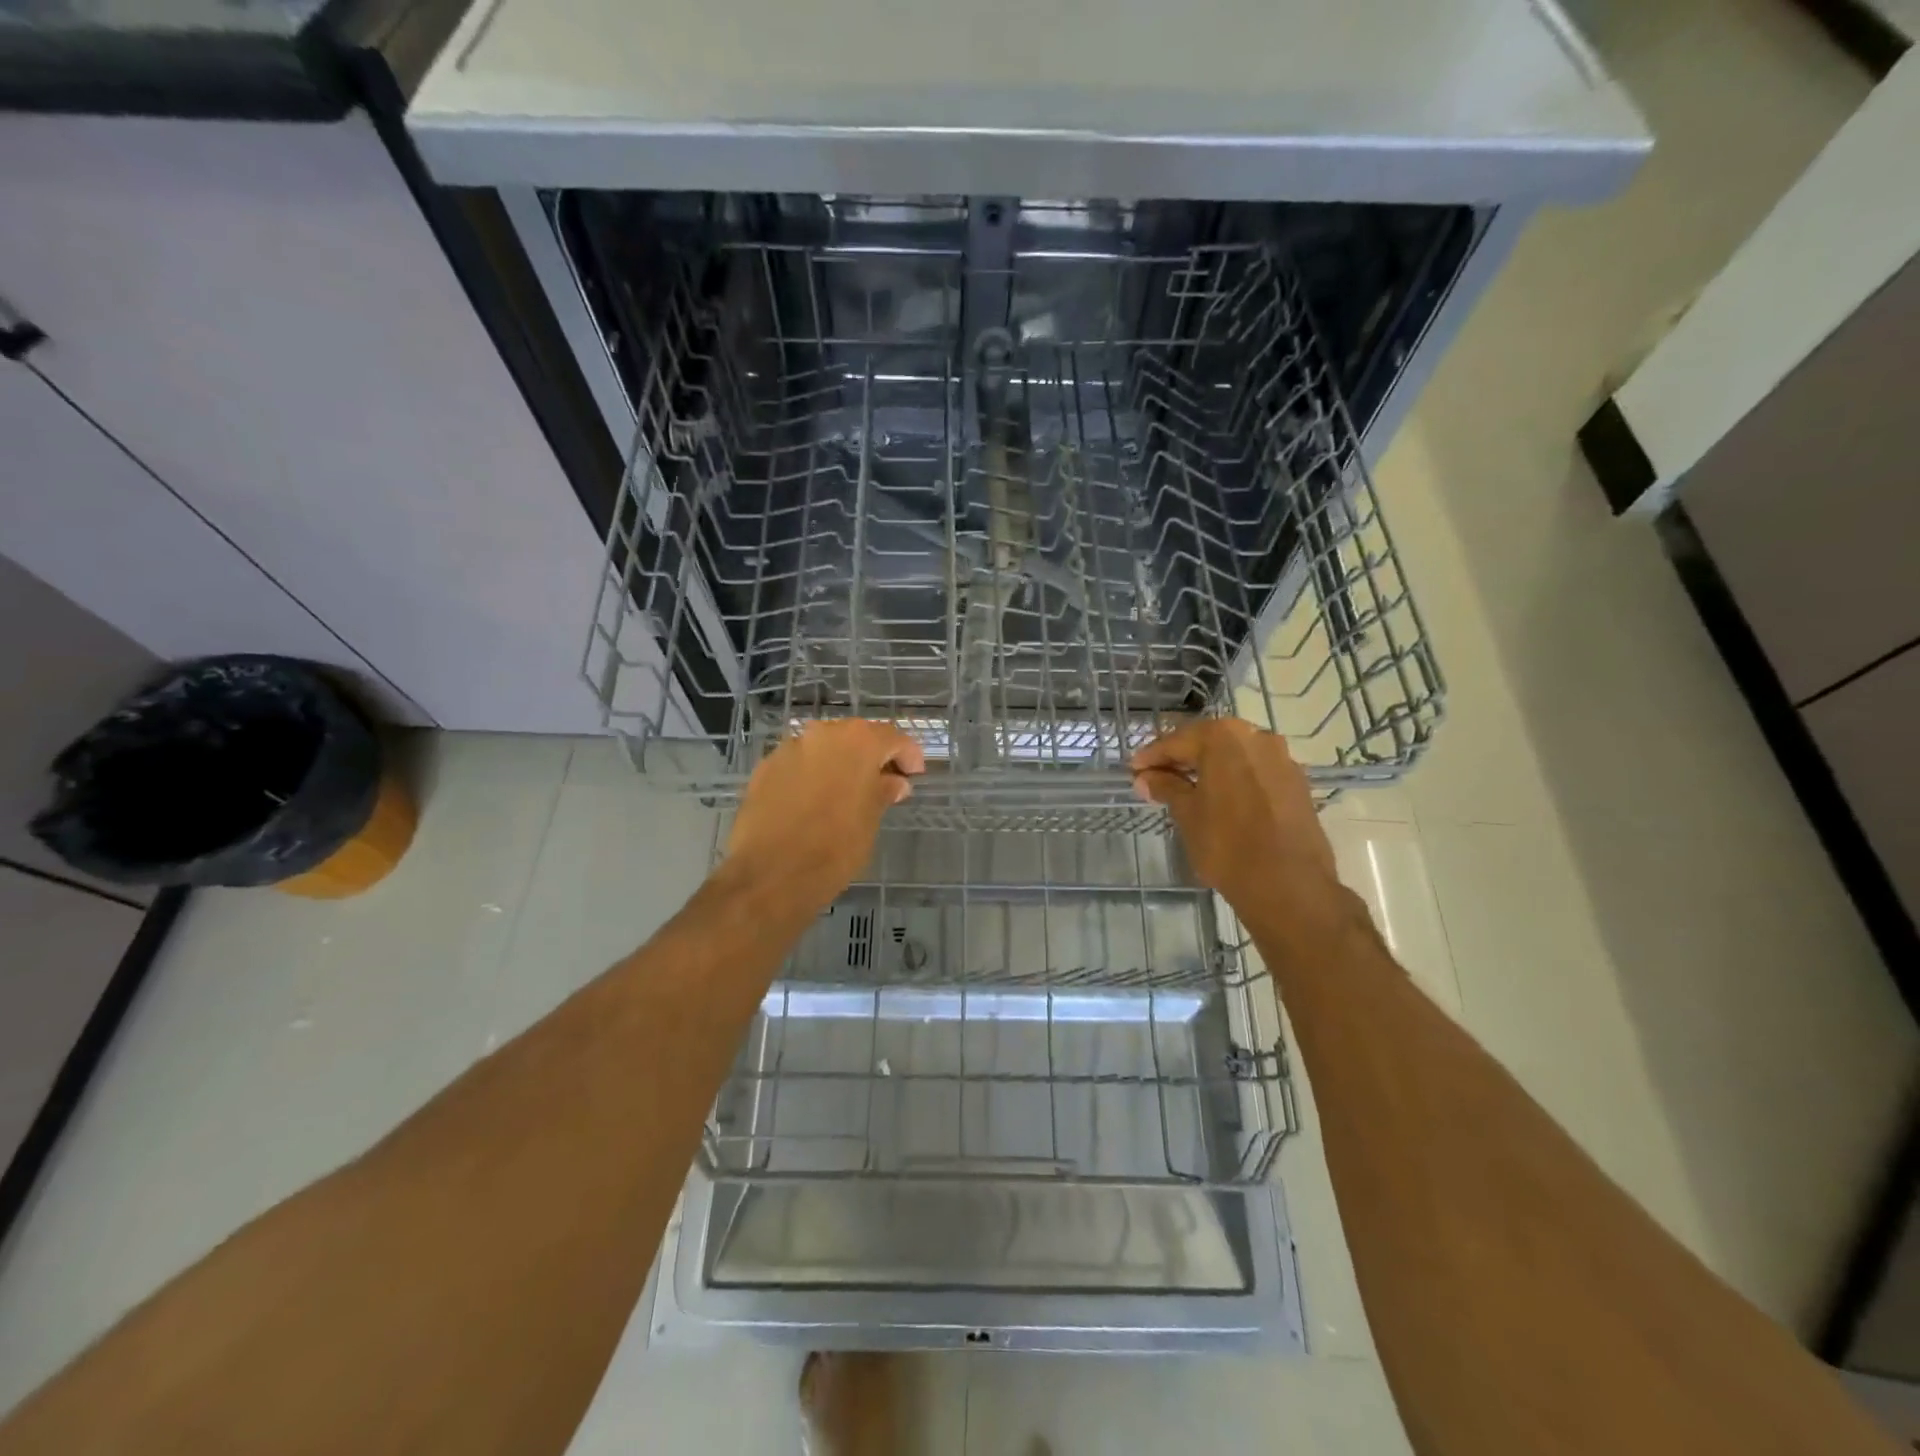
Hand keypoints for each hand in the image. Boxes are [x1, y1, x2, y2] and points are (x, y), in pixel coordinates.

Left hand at [717, 719, 924, 919]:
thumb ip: (883, 793)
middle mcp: (822, 733)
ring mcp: (790, 748)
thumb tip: (893, 782)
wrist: (770, 873)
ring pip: (824, 748)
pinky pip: (799, 763)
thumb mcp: (871, 821)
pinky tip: (814, 802)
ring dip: (839, 764)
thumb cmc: (834, 848)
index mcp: (858, 742)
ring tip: (846, 793)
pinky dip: (812, 775)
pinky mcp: (765, 768)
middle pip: (856, 737)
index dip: (908, 756)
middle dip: (872, 756)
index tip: (914, 776)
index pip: (893, 738)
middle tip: (883, 782)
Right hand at [1131, 719, 1339, 917]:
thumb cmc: (1227, 844)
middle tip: (1156, 777)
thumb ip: (1166, 787)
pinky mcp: (1298, 783)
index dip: (1152, 757)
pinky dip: (1235, 779)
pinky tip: (1221, 799)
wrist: (1289, 885)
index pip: (1177, 741)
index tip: (1134, 771)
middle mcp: (1257, 737)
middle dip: (1182, 758)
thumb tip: (1145, 778)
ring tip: (1187, 789)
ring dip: (1209, 768)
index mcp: (1224, 737)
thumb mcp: (1187, 814)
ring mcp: (1282, 759)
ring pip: (1235, 756)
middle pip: (1209, 742)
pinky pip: (1256, 772)